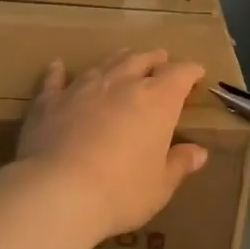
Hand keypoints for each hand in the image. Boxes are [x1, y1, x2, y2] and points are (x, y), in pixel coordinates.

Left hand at [16, 49, 208, 240]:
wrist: (58, 191)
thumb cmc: (121, 191)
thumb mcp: (160, 186)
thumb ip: (179, 164)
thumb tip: (199, 152)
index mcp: (157, 101)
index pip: (180, 74)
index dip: (190, 71)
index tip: (196, 73)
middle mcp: (122, 84)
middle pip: (142, 60)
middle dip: (154, 59)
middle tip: (161, 59)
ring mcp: (83, 88)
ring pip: (105, 63)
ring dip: (118, 59)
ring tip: (124, 57)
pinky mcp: (50, 101)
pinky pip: (56, 80)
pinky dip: (59, 72)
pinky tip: (58, 66)